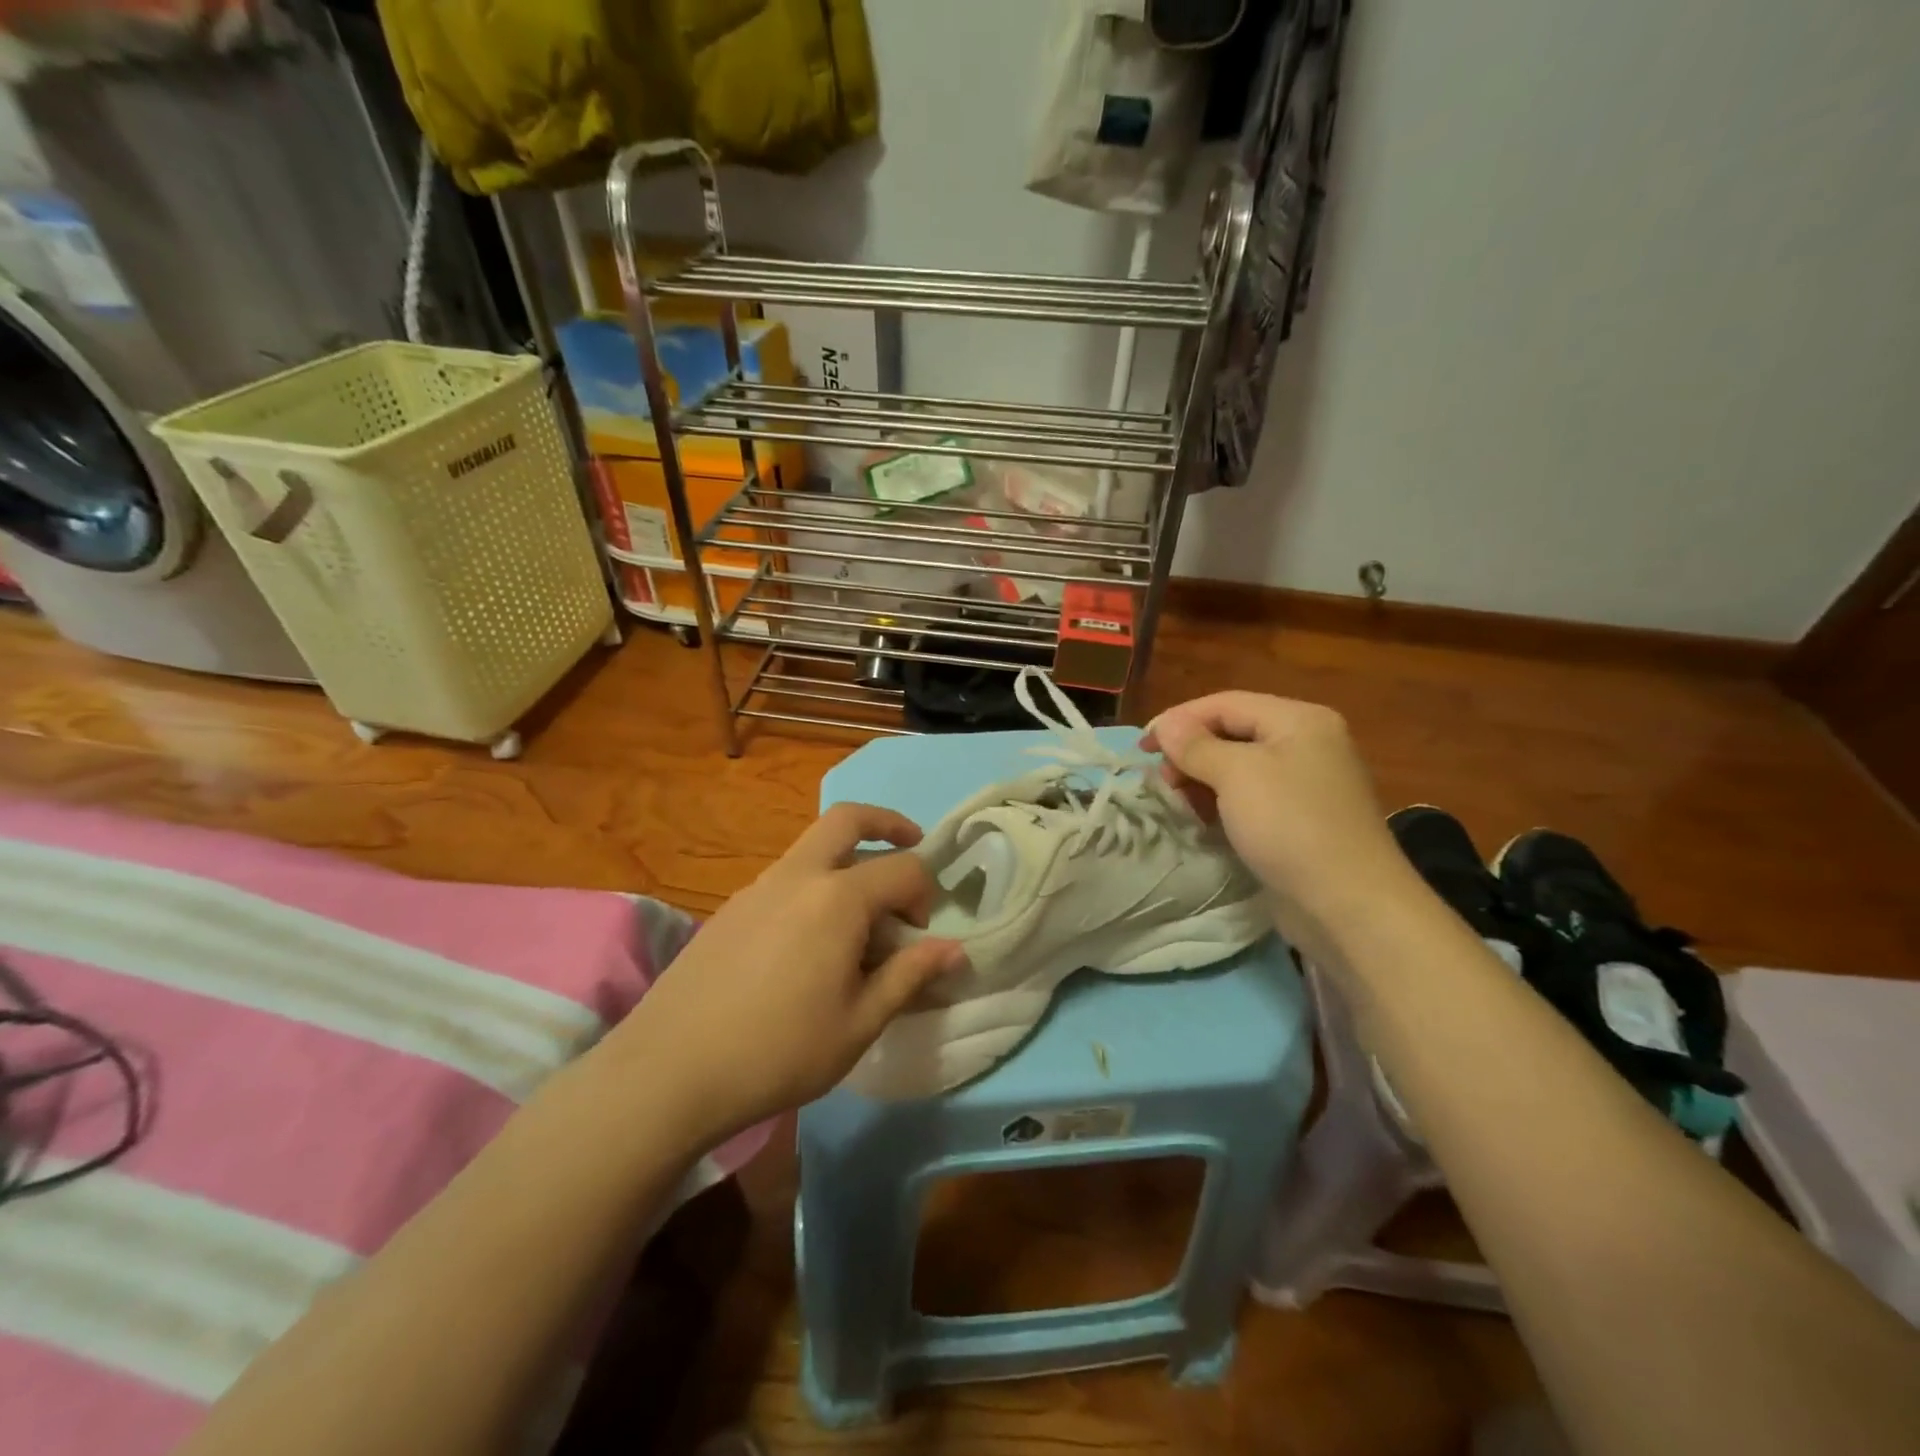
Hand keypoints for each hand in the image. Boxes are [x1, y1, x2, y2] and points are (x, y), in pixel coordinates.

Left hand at [603, 804, 967, 1144]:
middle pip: (847, 819)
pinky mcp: (730, 908)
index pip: (903, 869)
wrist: (668, 1072)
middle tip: (910, 844)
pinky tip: (808, 944)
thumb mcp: (859, 1023)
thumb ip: (909, 976)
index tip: (922, 936)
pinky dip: (813, 887)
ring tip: (859, 920)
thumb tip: (955, 950)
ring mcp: (757, 887)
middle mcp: (797, 876)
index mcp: (838, 898)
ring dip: (847, 861)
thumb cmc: (778, 1051)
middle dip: (887, 824)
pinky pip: (785, 878)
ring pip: (812, 848)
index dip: (925, 895)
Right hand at [1143, 692, 1414, 958]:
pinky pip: (1251, 797)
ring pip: (1239, 767)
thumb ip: (1196, 745)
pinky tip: (1203, 819)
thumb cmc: (1290, 826)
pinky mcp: (1299, 819)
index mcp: (1299, 720)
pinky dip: (1222, 802)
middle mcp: (1306, 744)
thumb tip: (1166, 725)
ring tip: (1177, 801)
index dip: (1179, 720)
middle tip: (1161, 780)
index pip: (1225, 704)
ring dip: (1202, 779)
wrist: (1348, 905)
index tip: (1142, 746)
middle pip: (1233, 732)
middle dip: (1191, 752)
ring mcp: (1305, 784)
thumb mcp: (1236, 776)